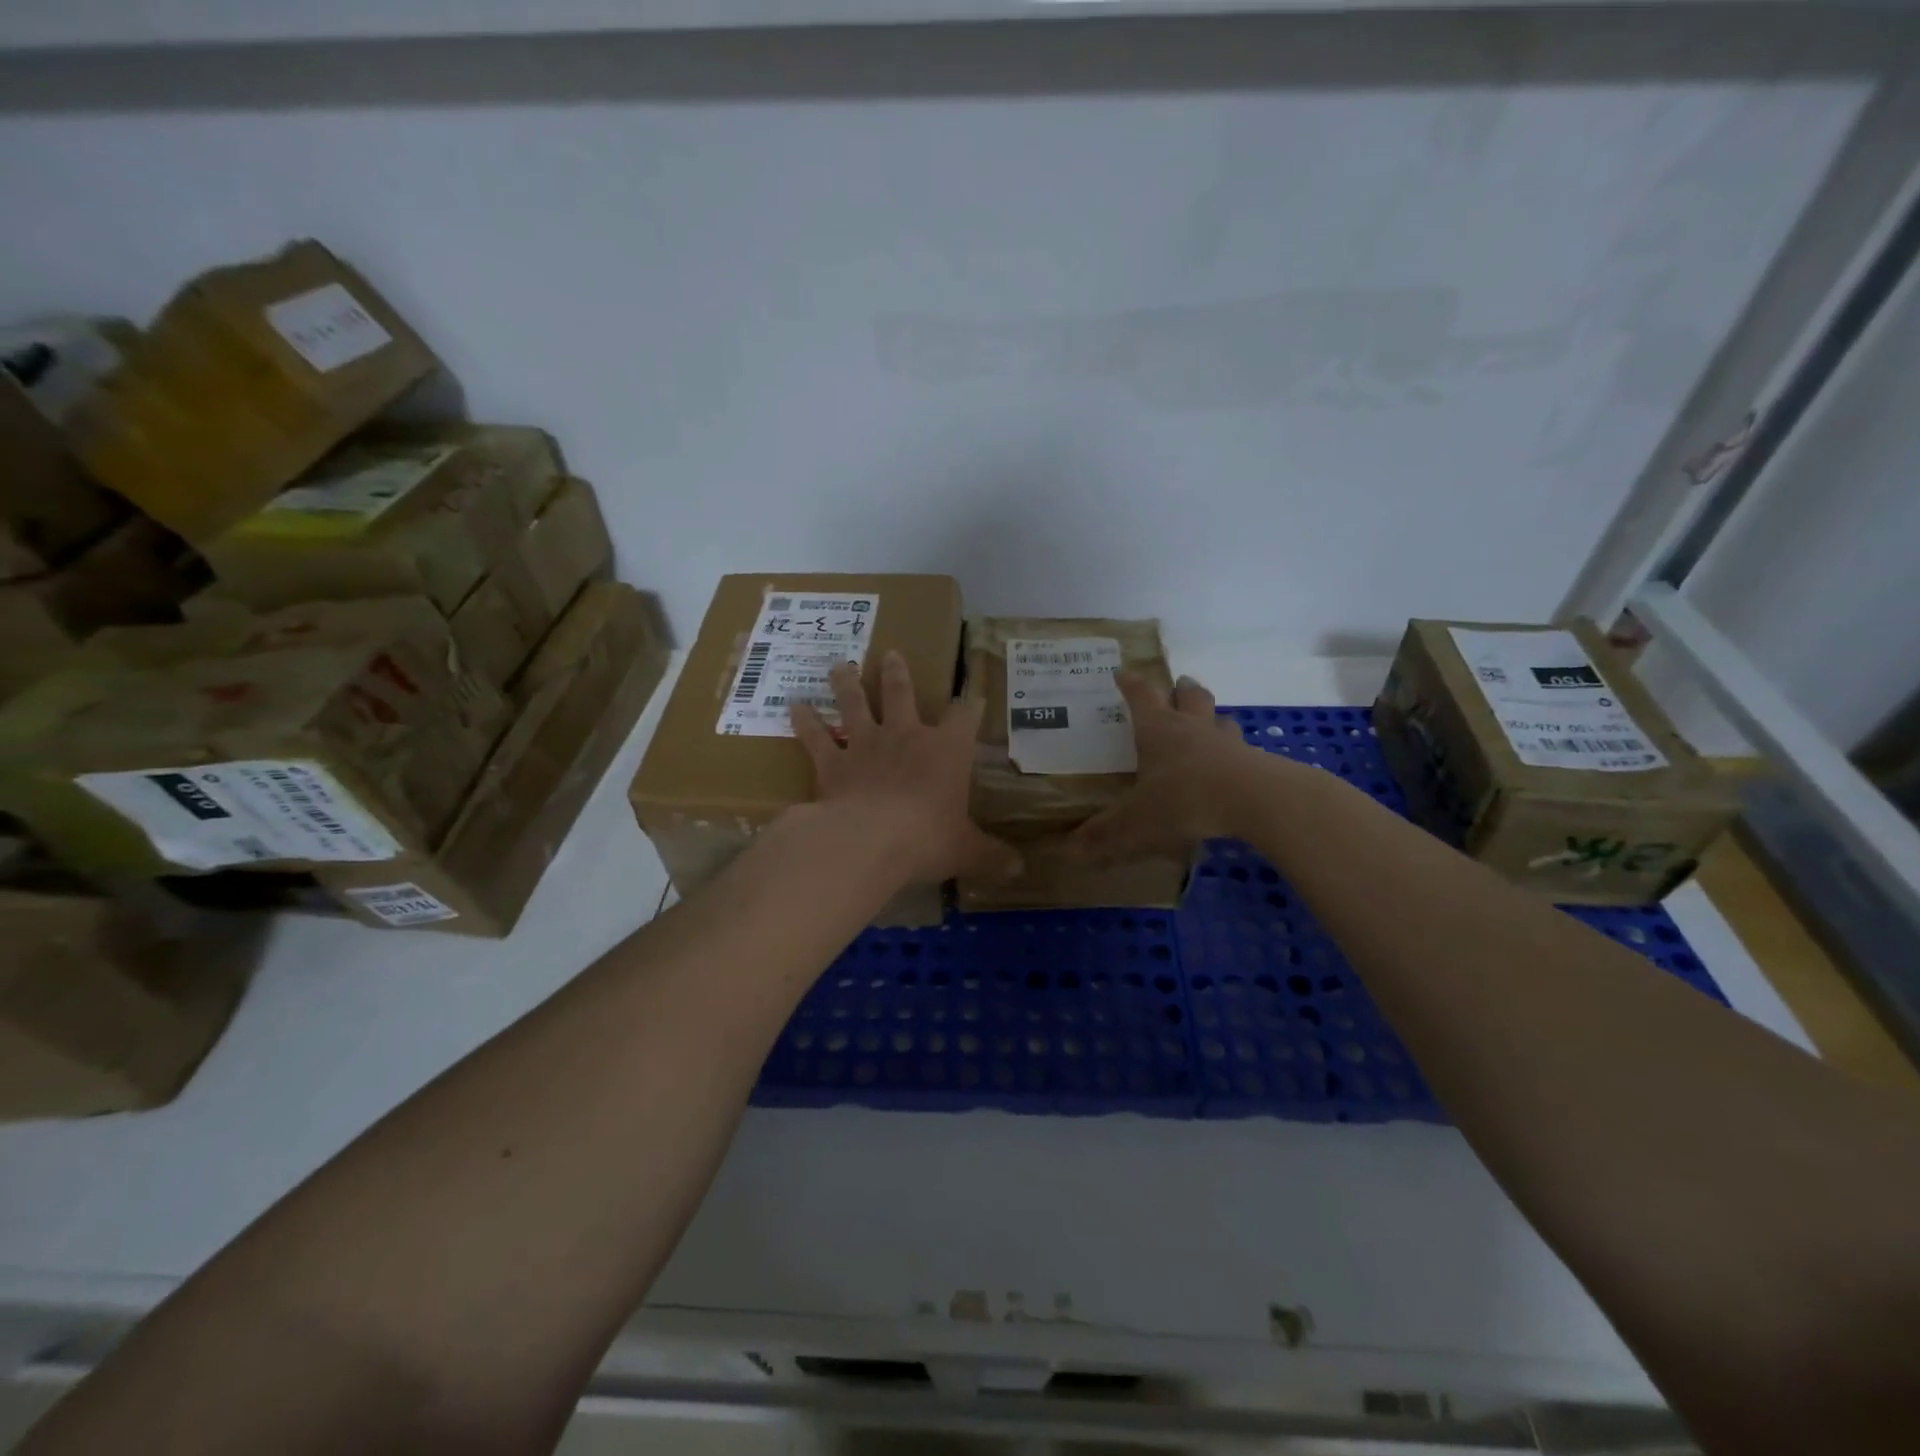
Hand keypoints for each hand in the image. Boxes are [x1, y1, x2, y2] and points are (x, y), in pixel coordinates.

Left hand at [790, 653, 1021, 886]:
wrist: (870, 841)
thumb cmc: (927, 839)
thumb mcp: (967, 851)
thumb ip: (991, 856)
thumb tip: (1019, 869)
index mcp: (946, 751)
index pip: (965, 718)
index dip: (971, 706)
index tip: (975, 697)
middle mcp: (905, 737)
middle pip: (901, 694)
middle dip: (897, 674)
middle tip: (891, 654)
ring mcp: (865, 745)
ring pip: (854, 704)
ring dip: (847, 684)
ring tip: (840, 666)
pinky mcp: (832, 763)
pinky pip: (815, 737)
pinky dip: (804, 721)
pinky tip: (794, 705)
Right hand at [1074, 673, 1268, 863]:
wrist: (1253, 800)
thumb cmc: (1183, 799)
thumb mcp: (1135, 822)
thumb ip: (1104, 836)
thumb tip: (1068, 852)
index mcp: (1158, 730)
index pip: (1141, 696)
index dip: (1130, 684)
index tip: (1122, 673)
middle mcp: (1192, 727)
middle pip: (1189, 696)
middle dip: (1181, 689)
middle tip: (1178, 685)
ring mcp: (1226, 742)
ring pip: (1219, 719)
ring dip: (1212, 717)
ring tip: (1209, 724)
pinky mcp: (1254, 761)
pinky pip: (1242, 750)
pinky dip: (1234, 752)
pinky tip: (1233, 766)